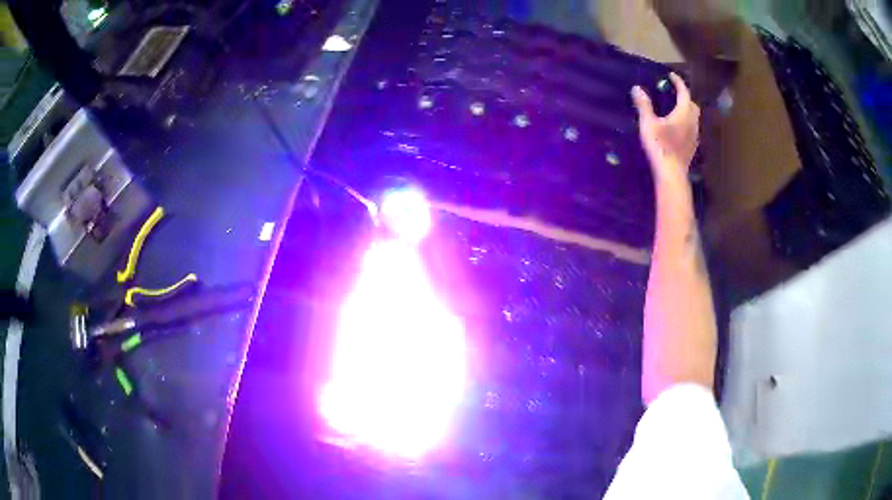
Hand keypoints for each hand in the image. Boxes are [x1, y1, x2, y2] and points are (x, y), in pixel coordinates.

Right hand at [632, 73, 699, 180]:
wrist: (672, 174)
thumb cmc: (661, 146)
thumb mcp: (648, 124)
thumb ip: (644, 105)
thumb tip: (637, 88)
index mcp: (683, 113)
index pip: (684, 92)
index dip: (678, 82)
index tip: (671, 75)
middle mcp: (692, 122)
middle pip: (692, 105)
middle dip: (685, 97)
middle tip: (674, 94)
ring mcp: (694, 136)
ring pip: (694, 118)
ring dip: (686, 111)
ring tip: (675, 110)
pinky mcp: (692, 147)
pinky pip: (692, 129)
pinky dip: (686, 124)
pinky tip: (677, 129)